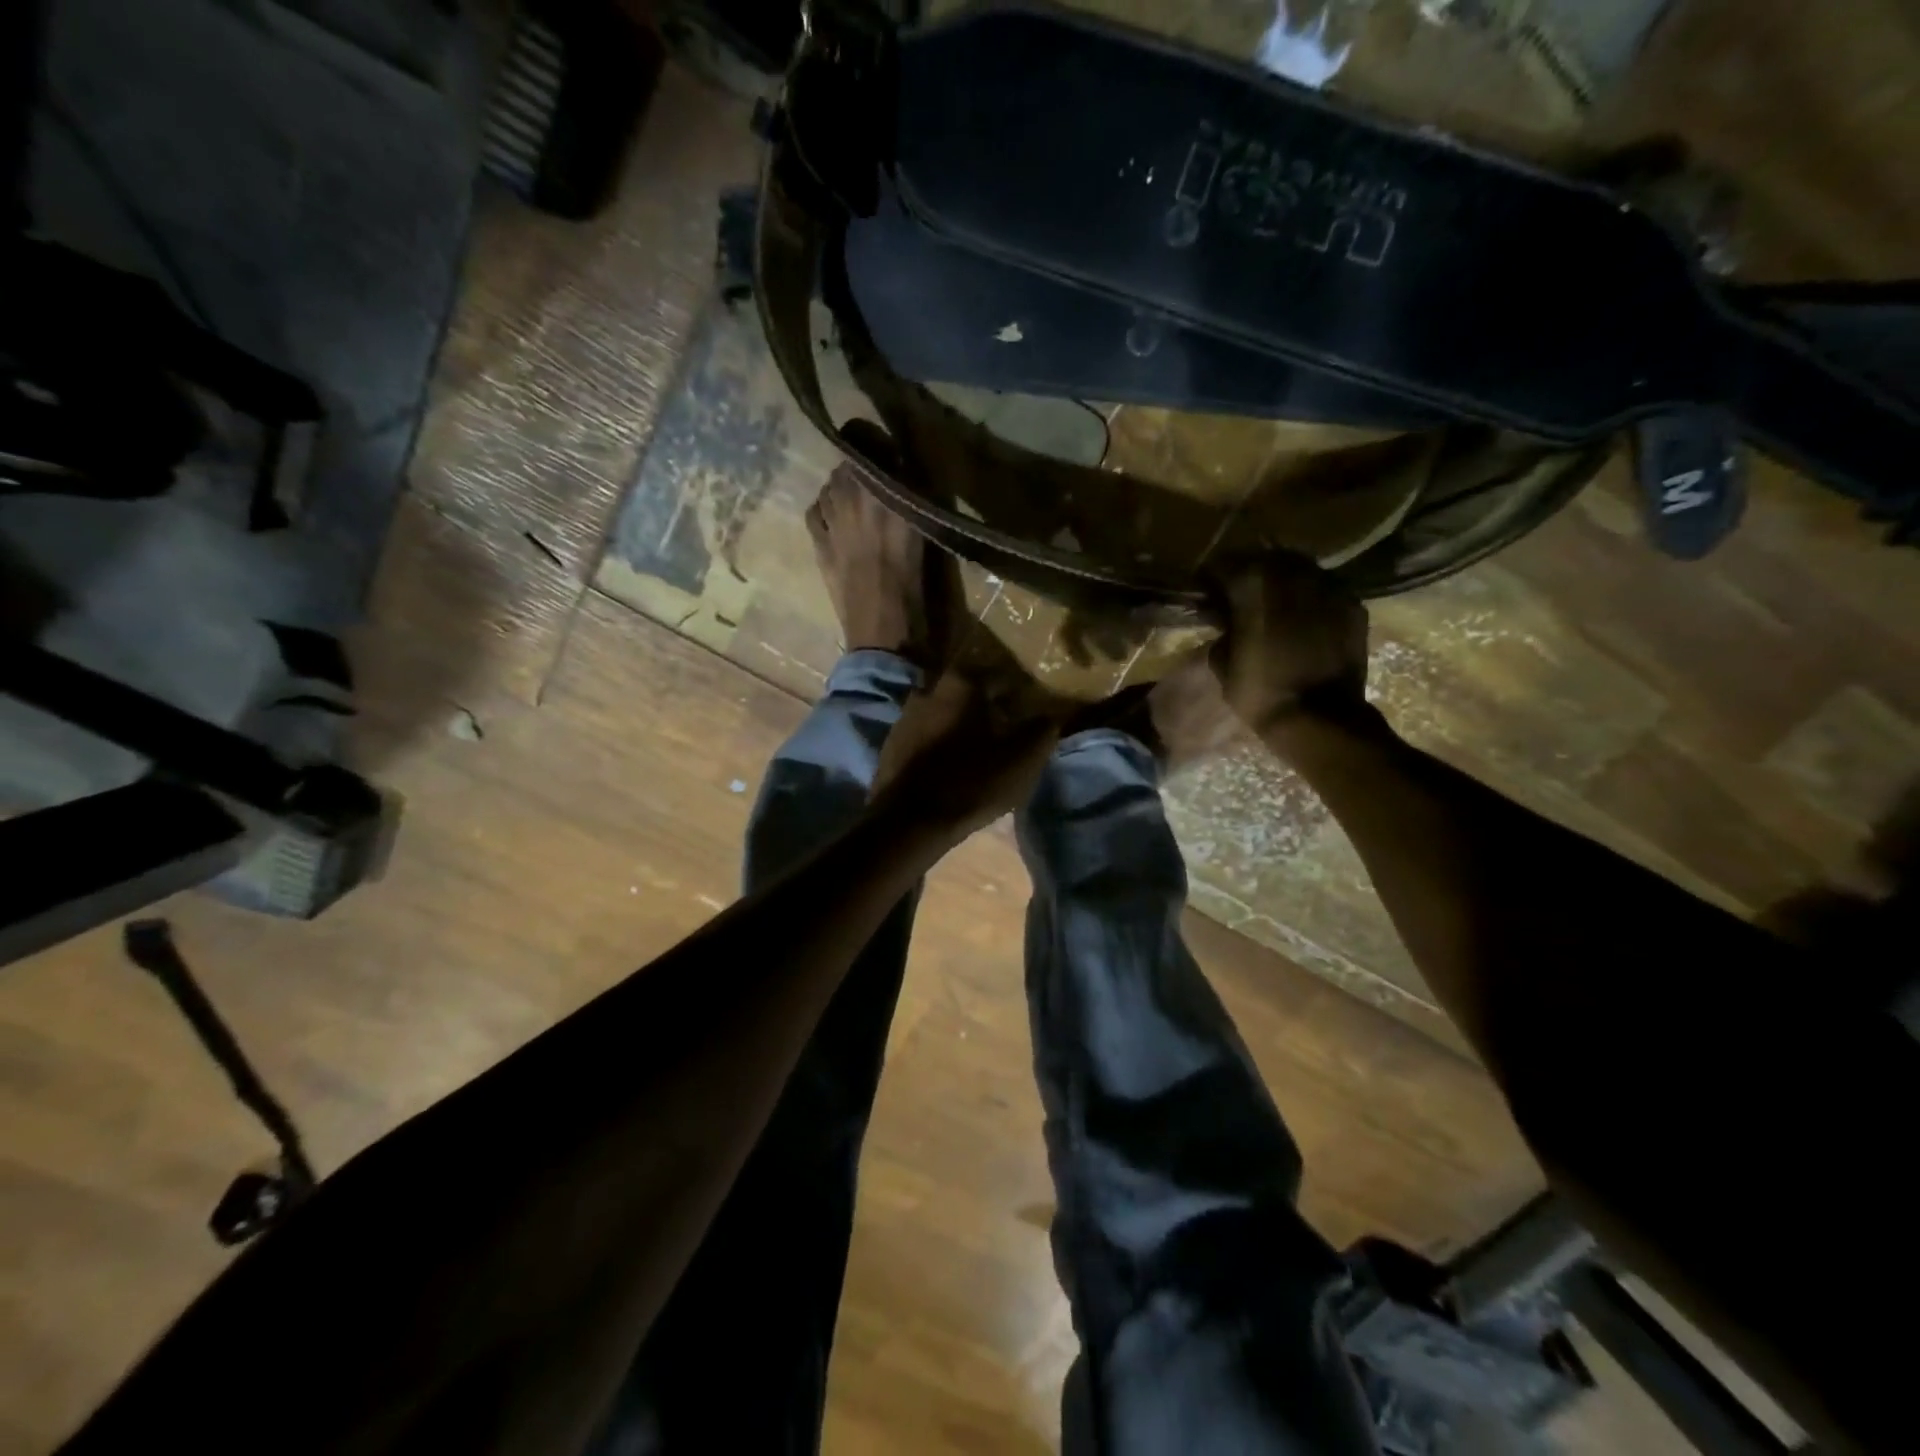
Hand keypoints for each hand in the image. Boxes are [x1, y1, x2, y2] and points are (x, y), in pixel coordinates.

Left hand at [870, 668, 1062, 840]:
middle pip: (965, 692)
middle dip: (984, 706)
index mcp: (961, 683)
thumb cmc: (971, 782)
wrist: (909, 822)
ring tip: (978, 747)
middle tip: (1004, 726)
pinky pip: (923, 736)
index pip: (997, 674)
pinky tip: (949, 763)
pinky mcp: (891, 745)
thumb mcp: (1022, 760)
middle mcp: (928, 689)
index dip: (1016, 690)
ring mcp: (904, 717)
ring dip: (959, 725)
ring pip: (941, 712)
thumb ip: (1041, 731)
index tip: (1028, 707)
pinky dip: (938, 743)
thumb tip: (1051, 715)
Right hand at [1209, 555, 1370, 734]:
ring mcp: (1328, 585)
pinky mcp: (1352, 603)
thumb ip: (1221, 630)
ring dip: (1282, 582)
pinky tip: (1304, 619)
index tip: (1206, 594)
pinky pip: (1324, 589)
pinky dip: (1310, 598)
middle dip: (1248, 574)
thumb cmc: (1260, 691)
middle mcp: (1292, 573)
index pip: (1222, 565)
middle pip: (1263, 558)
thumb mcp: (1221, 661)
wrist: (1319, 717)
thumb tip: (1224, 620)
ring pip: (1298, 569)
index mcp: (1253, 583)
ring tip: (1274, 605)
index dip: (1210, 579)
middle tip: (1240, 597)